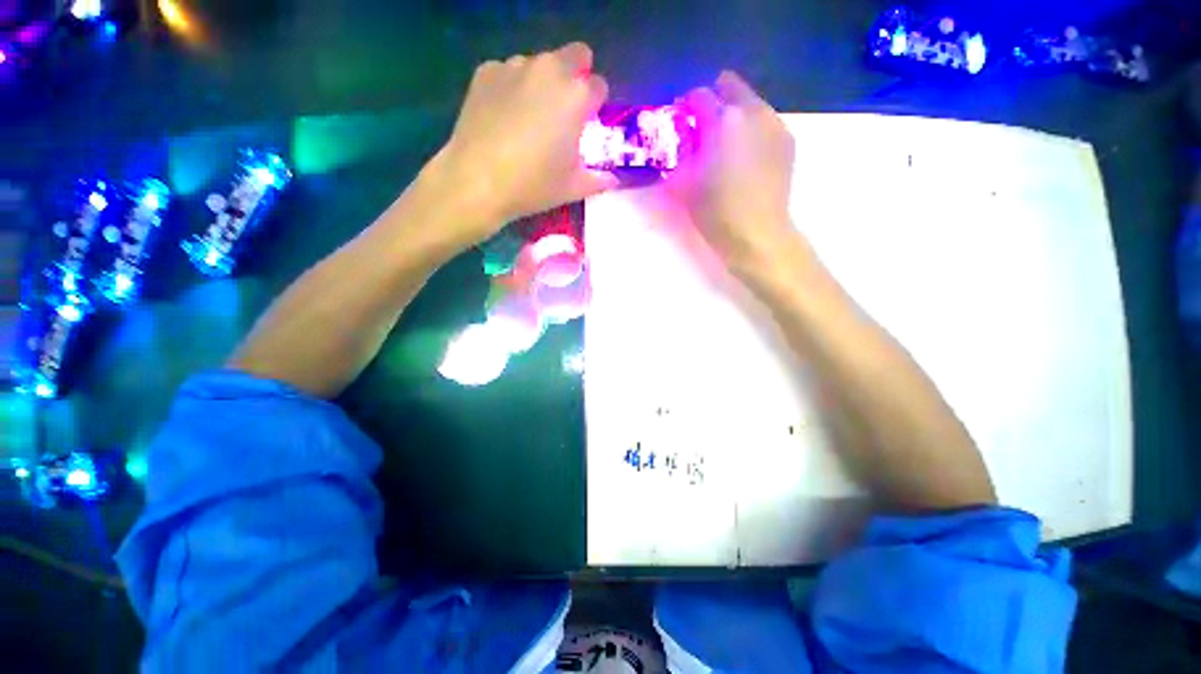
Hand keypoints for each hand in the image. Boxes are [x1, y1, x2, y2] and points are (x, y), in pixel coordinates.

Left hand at [431, 42, 617, 247]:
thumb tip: (613, 179)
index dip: (596, 106)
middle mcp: (549, 70)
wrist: (477, 181)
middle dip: (577, 77)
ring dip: (543, 83)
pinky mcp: (486, 71)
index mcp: (576, 96)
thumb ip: (599, 179)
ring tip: (528, 118)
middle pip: (575, 55)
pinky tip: (503, 116)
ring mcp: (515, 66)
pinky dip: (513, 87)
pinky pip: (509, 71)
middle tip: (563, 111)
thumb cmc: (533, 185)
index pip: (599, 86)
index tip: (586, 125)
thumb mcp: (573, 188)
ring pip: (540, 64)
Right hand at [667, 71, 800, 278]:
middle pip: (731, 88)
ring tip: (724, 146)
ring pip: (750, 104)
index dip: (686, 107)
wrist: (758, 235)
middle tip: (702, 130)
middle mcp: (754, 112)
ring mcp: (776, 125)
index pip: (700, 95)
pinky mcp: (787, 142)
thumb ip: (682, 151)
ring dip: (734, 116)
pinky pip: (764, 123)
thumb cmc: (716, 212)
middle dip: (713, 102)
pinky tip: (745, 157)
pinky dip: (751, 131)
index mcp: (724, 120)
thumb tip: (684, 135)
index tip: (681, 123)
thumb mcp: (685, 183)